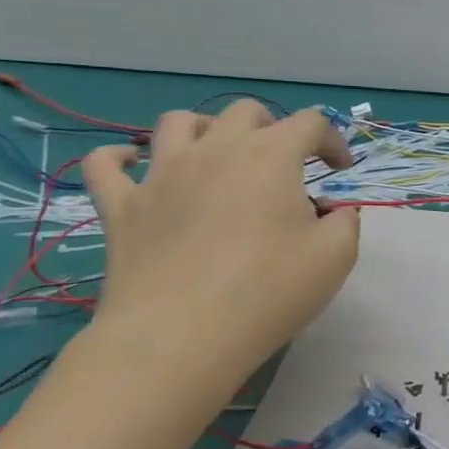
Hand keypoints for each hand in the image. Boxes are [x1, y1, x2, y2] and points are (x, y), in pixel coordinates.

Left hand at [81, 101, 361, 389]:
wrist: (180, 337)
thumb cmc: (269, 291)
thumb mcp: (336, 256)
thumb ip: (344, 220)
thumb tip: (332, 210)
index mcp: (271, 156)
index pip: (310, 123)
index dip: (332, 139)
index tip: (339, 170)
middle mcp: (215, 150)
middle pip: (245, 111)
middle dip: (272, 127)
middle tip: (284, 162)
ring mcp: (161, 174)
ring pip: (178, 122)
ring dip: (206, 130)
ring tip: (219, 157)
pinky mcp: (121, 206)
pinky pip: (105, 163)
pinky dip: (120, 156)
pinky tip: (135, 165)